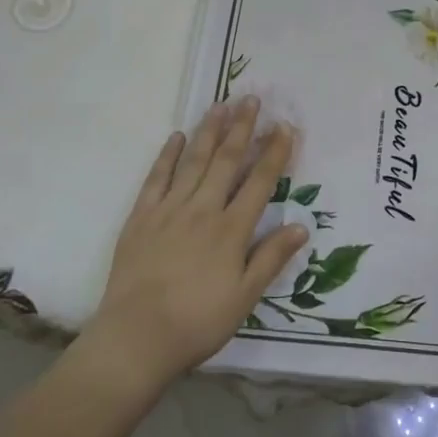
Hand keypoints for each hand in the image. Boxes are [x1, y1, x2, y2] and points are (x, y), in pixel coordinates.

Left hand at [88, 97, 306, 390]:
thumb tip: (301, 225)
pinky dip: (168, 156)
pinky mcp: (141, 218)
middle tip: (251, 98)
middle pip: (226, 161)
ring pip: (194, 162)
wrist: (136, 338)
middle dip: (242, 128)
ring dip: (209, 131)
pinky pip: (156, 178)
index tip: (284, 127)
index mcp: (231, 230)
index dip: (274, 153)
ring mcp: (169, 210)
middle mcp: (202, 210)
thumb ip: (271, 258)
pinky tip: (177, 137)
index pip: (259, 182)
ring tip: (220, 104)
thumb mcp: (245, 297)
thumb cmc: (198, 322)